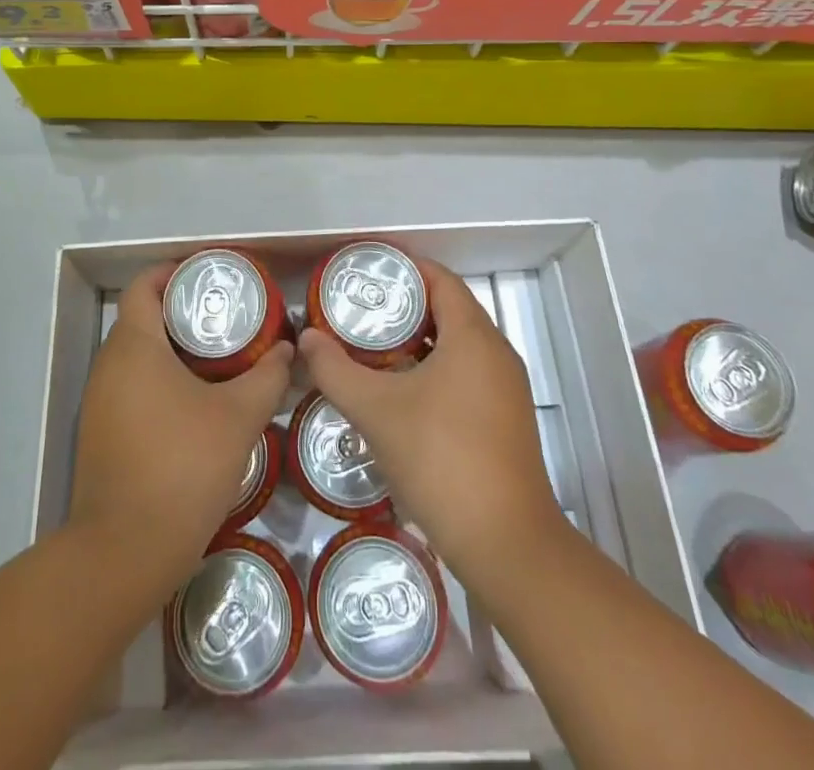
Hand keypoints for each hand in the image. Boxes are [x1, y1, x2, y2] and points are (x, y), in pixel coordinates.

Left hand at [68, 264, 292, 589]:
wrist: (124, 553)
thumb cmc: (181, 468)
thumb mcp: (238, 418)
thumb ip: (267, 377)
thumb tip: (287, 351)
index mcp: (134, 346)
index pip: (146, 285)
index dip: (176, 271)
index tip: (212, 277)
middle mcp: (109, 366)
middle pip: (144, 318)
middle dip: (185, 311)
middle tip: (229, 317)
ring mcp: (101, 402)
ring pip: (139, 356)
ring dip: (175, 349)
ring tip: (222, 356)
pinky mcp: (103, 434)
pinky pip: (133, 387)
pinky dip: (163, 380)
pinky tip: (198, 402)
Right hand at [298, 256, 564, 592]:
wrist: (507, 546)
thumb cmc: (440, 460)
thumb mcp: (376, 410)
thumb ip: (336, 369)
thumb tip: (306, 338)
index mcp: (473, 337)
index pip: (440, 279)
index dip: (403, 268)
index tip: (365, 271)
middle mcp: (496, 353)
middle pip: (448, 309)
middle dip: (403, 305)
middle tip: (358, 309)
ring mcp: (505, 389)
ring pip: (457, 345)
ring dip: (417, 340)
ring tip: (371, 346)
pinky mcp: (505, 420)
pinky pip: (466, 373)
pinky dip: (433, 368)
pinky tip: (400, 391)